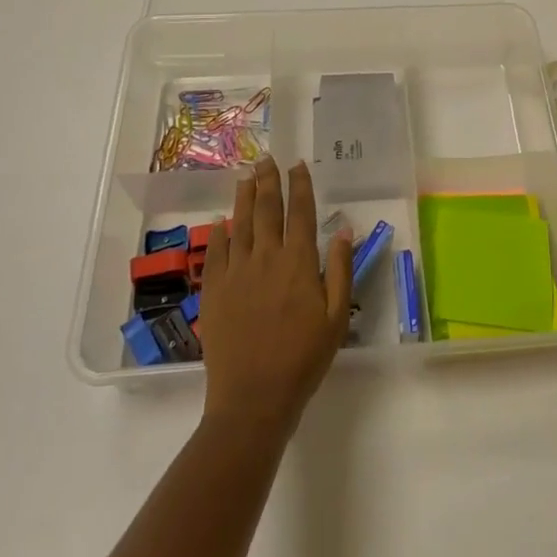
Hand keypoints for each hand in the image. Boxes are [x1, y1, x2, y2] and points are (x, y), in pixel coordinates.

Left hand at [200, 158, 353, 440]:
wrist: (253, 397)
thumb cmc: (303, 358)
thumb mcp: (336, 316)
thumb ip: (340, 269)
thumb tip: (342, 229)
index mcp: (298, 262)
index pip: (300, 213)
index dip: (300, 186)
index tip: (298, 165)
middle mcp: (265, 257)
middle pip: (267, 210)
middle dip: (268, 181)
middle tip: (266, 159)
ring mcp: (236, 272)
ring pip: (240, 223)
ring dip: (243, 197)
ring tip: (245, 176)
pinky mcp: (214, 290)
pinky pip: (216, 251)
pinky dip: (219, 232)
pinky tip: (220, 220)